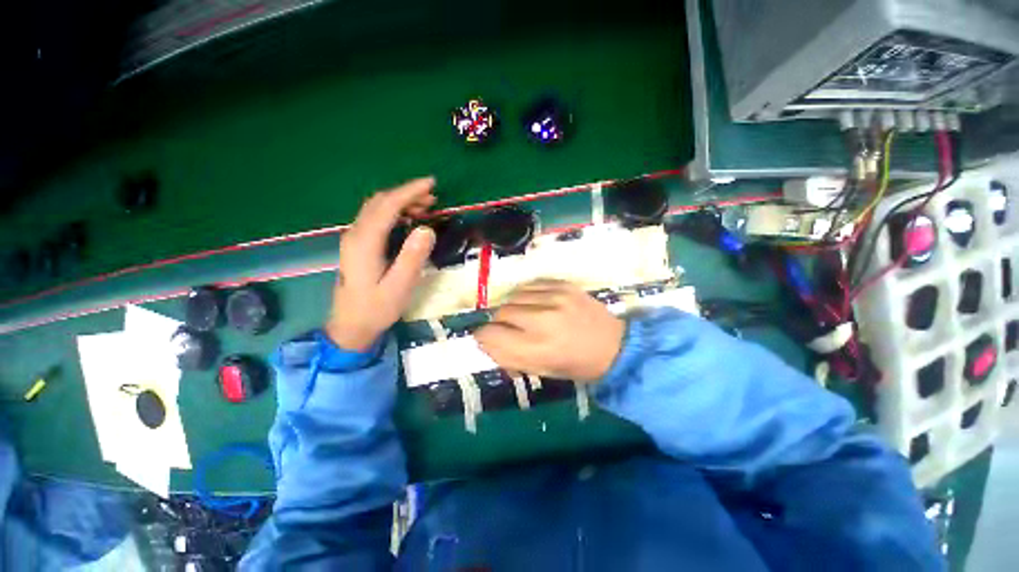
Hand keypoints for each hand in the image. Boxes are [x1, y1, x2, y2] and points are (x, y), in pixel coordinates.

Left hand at [325, 177, 436, 350]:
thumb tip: (427, 229)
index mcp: (365, 242)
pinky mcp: (358, 245)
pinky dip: (394, 212)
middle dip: (407, 194)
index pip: (388, 205)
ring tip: (426, 206)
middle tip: (433, 197)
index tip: (431, 184)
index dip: (409, 191)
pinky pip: (376, 219)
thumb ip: (412, 258)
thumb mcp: (399, 286)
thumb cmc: (376, 308)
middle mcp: (356, 234)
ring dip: (401, 202)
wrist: (351, 326)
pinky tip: (409, 219)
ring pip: (377, 209)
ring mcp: (354, 239)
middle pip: (380, 202)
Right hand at [475, 279, 625, 381]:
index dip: (484, 337)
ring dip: (513, 307)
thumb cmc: (576, 365)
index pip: (491, 335)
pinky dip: (527, 295)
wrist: (614, 346)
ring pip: (514, 296)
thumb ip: (509, 357)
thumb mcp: (541, 370)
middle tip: (511, 329)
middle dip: (500, 323)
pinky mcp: (564, 285)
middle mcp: (542, 320)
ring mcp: (554, 299)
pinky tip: (536, 303)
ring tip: (525, 315)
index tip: (488, 338)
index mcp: (536, 349)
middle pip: (501, 313)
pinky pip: (531, 285)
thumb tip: (485, 342)